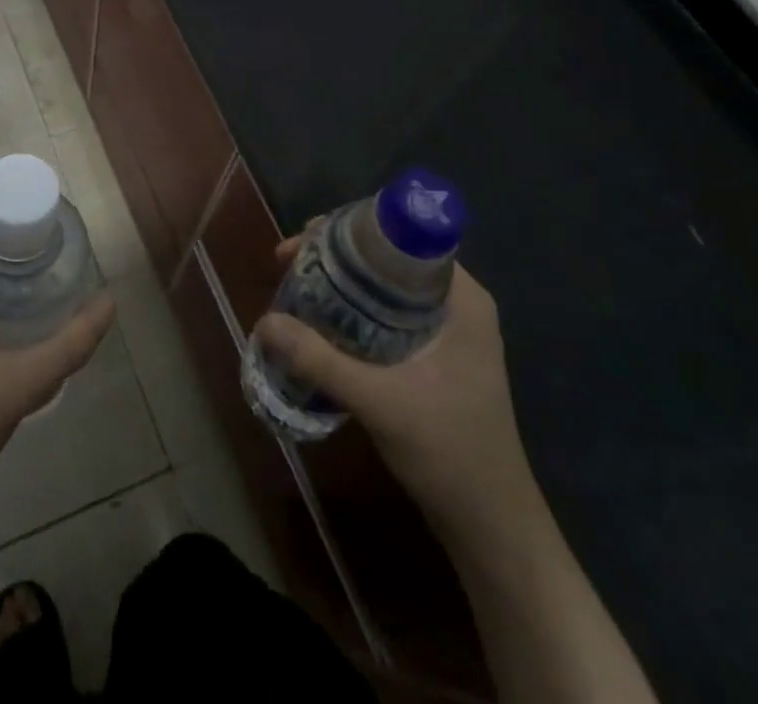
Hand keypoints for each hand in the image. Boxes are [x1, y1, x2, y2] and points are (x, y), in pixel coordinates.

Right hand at [254, 244, 535, 533]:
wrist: (493, 527)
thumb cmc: (450, 453)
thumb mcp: (380, 402)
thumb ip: (321, 360)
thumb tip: (264, 321)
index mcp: (461, 298)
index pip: (403, 236)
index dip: (351, 228)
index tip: (307, 238)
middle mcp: (457, 303)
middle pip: (388, 257)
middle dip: (336, 255)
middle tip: (289, 262)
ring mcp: (449, 330)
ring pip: (384, 285)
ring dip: (340, 282)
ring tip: (294, 286)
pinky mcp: (436, 355)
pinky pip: (387, 312)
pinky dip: (352, 309)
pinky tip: (320, 322)